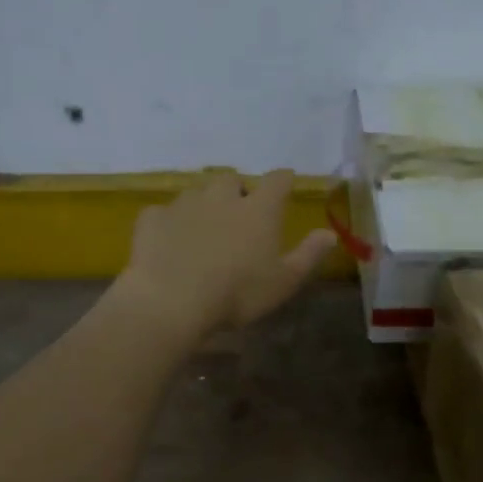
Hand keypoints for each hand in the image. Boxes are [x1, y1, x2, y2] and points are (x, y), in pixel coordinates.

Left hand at [111, 170, 338, 347]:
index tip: (286, 185)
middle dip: (237, 191)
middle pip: (232, 179)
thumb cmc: (237, 293)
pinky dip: (170, 223)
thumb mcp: (283, 282)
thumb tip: (330, 233)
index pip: (278, 180)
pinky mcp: (152, 218)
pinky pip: (164, 213)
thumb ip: (308, 255)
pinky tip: (170, 243)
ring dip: (204, 205)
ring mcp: (184, 204)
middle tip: (238, 216)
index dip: (283, 180)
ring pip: (197, 193)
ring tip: (203, 231)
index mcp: (258, 209)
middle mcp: (221, 196)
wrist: (171, 301)